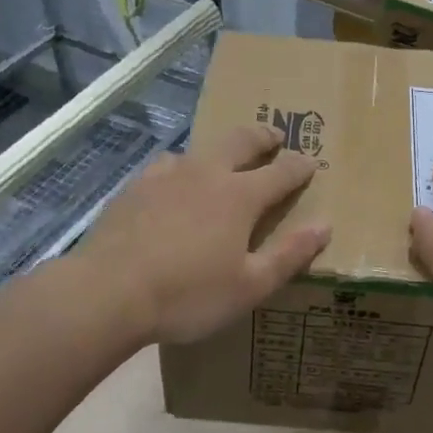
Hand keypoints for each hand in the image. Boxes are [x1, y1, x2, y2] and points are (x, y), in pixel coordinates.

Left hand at [76, 124, 330, 345]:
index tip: (312, 163)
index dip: (300, 167)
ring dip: (220, 150)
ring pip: (201, 149)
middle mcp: (207, 174)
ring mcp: (167, 176)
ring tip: (224, 160)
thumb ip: (289, 255)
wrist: (108, 293)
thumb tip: (324, 225)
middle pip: (241, 141)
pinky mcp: (135, 188)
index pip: (281, 172)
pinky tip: (174, 181)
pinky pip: (166, 165)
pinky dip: (182, 167)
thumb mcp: (250, 286)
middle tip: (274, 137)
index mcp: (240, 196)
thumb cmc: (188, 295)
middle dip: (263, 137)